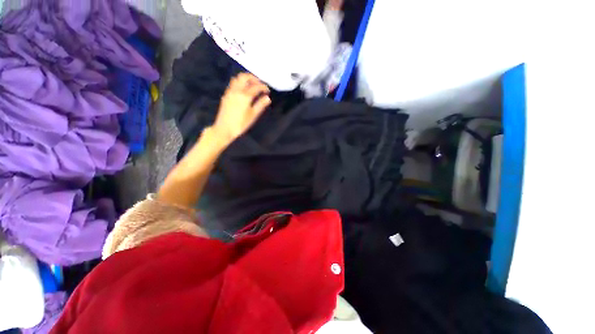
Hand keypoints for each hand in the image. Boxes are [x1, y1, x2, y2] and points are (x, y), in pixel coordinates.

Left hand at [212, 73, 270, 144]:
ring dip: (245, 79)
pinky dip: (239, 83)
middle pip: (244, 77)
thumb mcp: (253, 115)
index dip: (263, 87)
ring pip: (237, 79)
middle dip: (253, 78)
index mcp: (245, 96)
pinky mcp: (226, 95)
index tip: (268, 90)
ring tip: (252, 85)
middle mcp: (236, 91)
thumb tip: (267, 98)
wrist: (224, 128)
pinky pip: (233, 84)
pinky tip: (243, 90)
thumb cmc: (241, 124)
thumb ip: (260, 105)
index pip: (256, 87)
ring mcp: (229, 92)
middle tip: (260, 83)